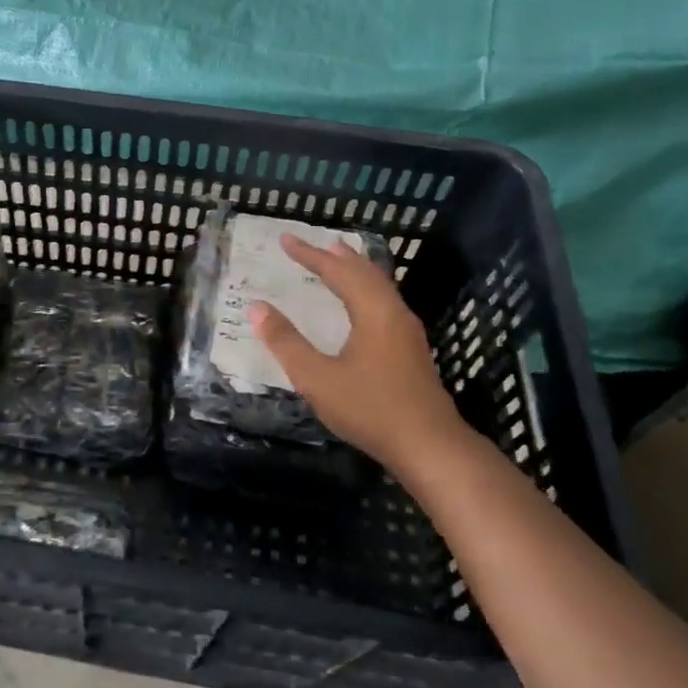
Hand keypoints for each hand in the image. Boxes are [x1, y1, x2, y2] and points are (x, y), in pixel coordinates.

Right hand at [250, 235, 468, 466]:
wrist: (429, 447)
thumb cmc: (371, 409)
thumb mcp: (318, 378)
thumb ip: (286, 342)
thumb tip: (257, 308)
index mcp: (373, 311)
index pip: (337, 271)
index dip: (310, 255)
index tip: (286, 240)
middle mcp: (393, 312)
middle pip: (365, 272)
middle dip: (337, 256)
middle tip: (316, 244)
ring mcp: (407, 331)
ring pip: (379, 286)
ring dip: (355, 270)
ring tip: (338, 261)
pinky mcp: (411, 350)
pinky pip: (384, 301)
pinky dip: (365, 288)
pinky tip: (360, 305)